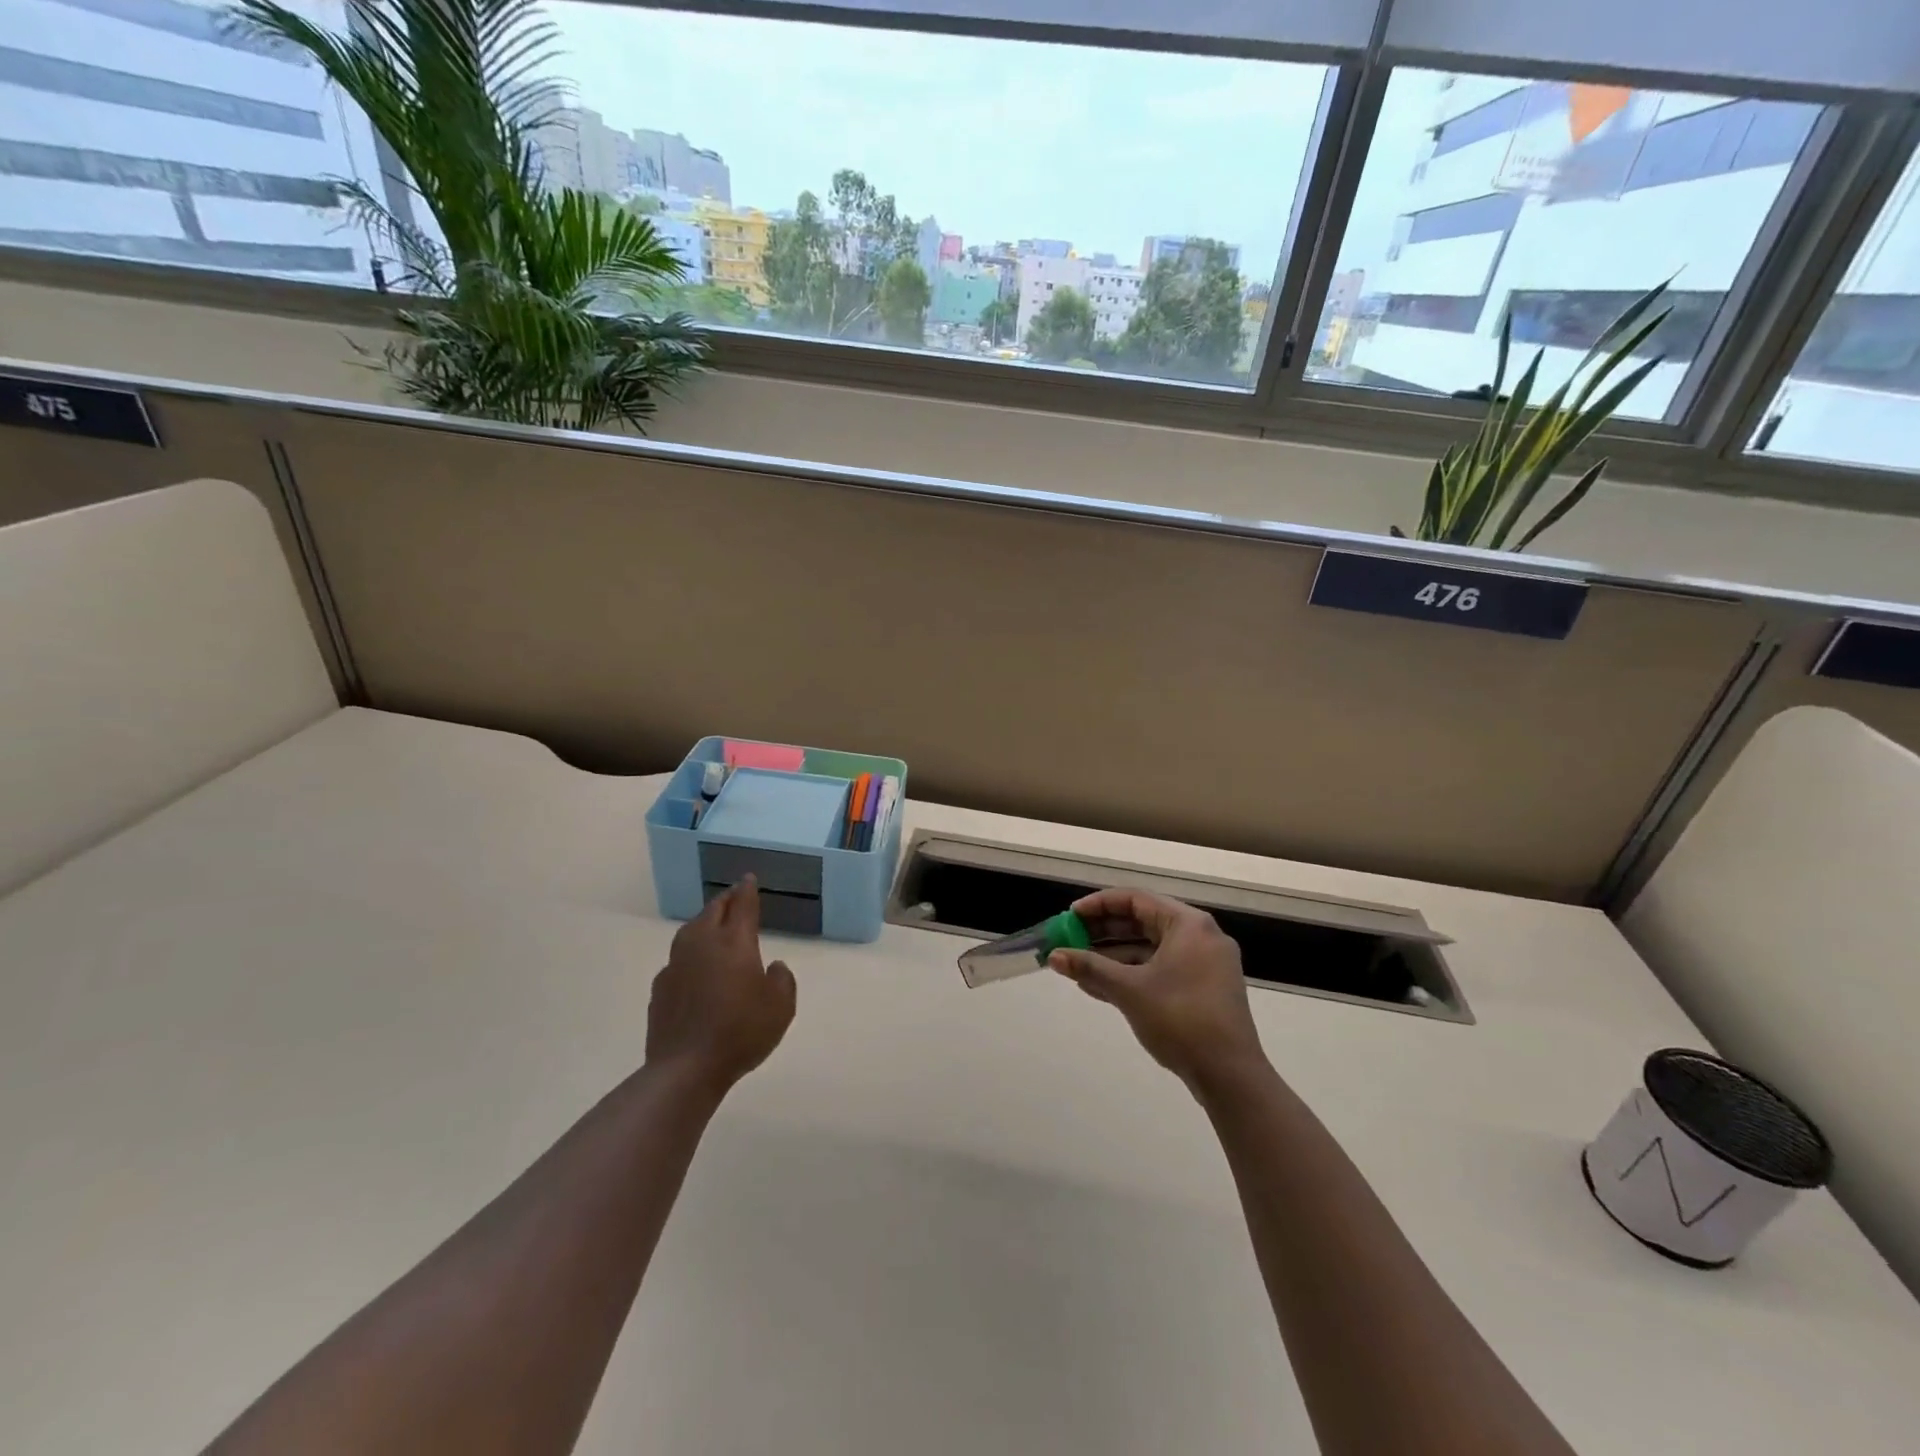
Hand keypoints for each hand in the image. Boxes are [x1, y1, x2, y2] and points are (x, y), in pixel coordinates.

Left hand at [646, 878, 796, 1093]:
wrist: (685, 1068)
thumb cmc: (741, 1032)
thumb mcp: (781, 1007)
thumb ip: (782, 980)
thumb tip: (774, 967)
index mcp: (734, 942)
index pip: (742, 905)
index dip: (747, 890)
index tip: (748, 878)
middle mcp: (702, 944)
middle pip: (713, 911)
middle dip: (726, 900)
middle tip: (734, 896)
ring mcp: (676, 965)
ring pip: (691, 931)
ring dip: (704, 922)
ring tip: (713, 925)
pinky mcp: (661, 988)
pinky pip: (678, 959)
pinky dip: (690, 954)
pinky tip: (695, 967)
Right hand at [1048, 888, 1267, 1093]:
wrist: (1230, 1076)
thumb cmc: (1180, 1019)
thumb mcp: (1129, 990)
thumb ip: (1090, 967)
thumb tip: (1054, 956)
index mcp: (1188, 924)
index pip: (1135, 900)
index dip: (1099, 905)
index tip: (1070, 917)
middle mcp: (1199, 936)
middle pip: (1143, 922)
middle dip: (1103, 933)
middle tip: (1070, 940)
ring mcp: (1204, 964)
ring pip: (1150, 949)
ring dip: (1113, 957)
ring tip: (1077, 968)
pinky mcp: (1203, 989)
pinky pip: (1160, 969)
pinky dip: (1132, 975)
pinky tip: (1099, 987)